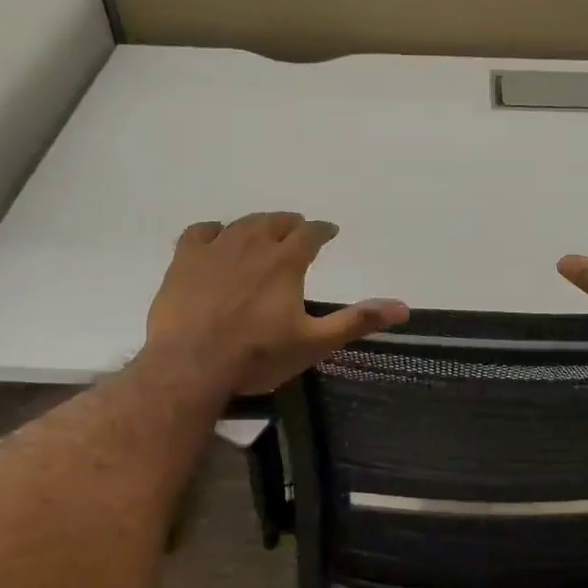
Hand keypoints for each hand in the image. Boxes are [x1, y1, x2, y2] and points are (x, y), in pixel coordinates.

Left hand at [146, 213, 408, 394]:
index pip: (310, 234)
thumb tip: (403, 307)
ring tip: (263, 230)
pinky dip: (214, 231)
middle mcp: (251, 245)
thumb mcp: (315, 343)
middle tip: (297, 229)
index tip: (330, 231)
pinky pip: (200, 233)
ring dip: (257, 224)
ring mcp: (214, 250)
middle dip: (290, 224)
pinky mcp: (183, 261)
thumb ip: (356, 321)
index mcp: (285, 262)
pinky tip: (216, 237)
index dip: (323, 230)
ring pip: (240, 224)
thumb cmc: (257, 356)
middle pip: (274, 222)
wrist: (191, 365)